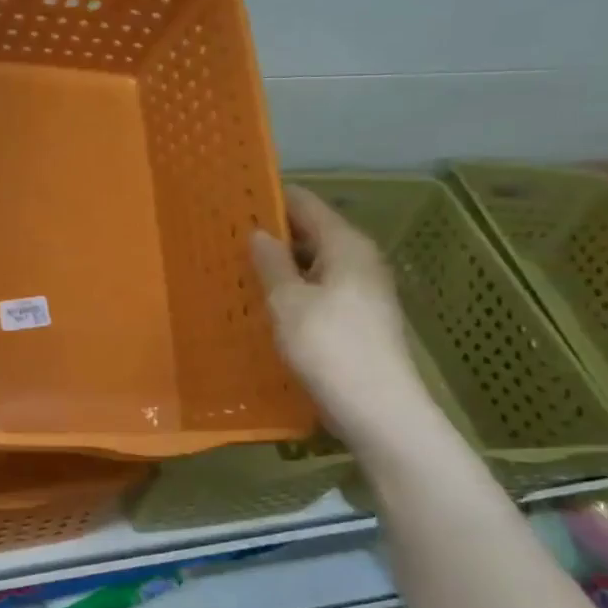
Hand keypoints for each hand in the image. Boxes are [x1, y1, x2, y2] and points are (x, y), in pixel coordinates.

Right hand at [250, 185, 420, 445]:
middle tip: (229, 238)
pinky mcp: (360, 319)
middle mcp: (360, 260)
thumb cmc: (328, 346)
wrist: (378, 409)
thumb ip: (271, 263)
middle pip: (313, 233)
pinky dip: (296, 289)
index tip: (236, 199)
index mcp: (346, 245)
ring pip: (316, 264)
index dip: (272, 199)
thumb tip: (260, 233)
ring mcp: (364, 291)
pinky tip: (269, 303)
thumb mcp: (287, 301)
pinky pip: (321, 290)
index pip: (305, 204)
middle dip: (274, 234)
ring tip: (240, 268)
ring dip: (283, 265)